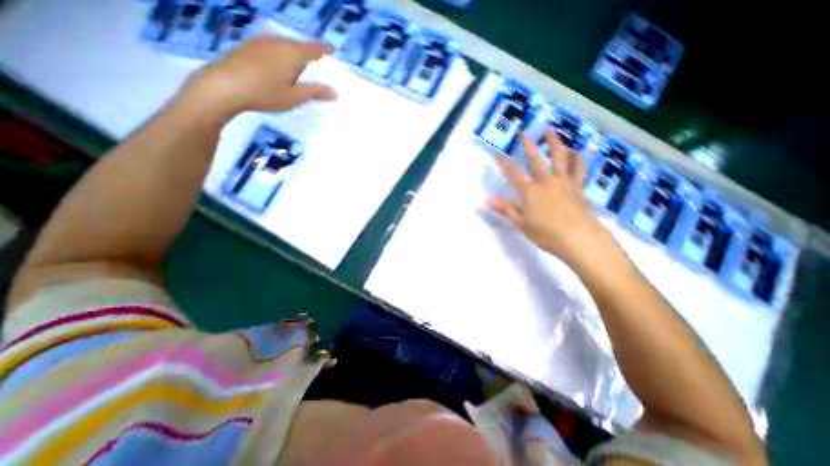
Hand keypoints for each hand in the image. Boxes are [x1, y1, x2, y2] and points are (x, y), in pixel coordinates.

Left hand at [182, 32, 334, 114]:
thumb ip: (315, 92)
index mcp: (292, 53)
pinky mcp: (248, 46)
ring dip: (294, 50)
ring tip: (300, 61)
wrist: (225, 85)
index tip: (333, 49)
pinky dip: (280, 52)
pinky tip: (278, 61)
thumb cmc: (266, 93)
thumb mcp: (294, 96)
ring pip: (283, 43)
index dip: (324, 49)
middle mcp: (277, 42)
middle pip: (298, 44)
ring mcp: (261, 42)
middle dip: (309, 50)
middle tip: (318, 59)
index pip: (314, 49)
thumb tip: (336, 92)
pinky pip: (271, 45)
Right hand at [488, 127, 607, 264]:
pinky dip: (577, 158)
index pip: (513, 174)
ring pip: (559, 158)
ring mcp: (564, 182)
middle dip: (528, 145)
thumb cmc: (547, 234)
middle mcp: (546, 182)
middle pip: (536, 159)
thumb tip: (487, 200)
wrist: (580, 239)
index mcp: (530, 192)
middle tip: (523, 133)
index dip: (504, 163)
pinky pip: (578, 169)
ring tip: (550, 132)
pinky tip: (575, 151)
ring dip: (554, 143)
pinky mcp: (577, 187)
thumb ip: (506, 209)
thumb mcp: (522, 224)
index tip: (498, 155)